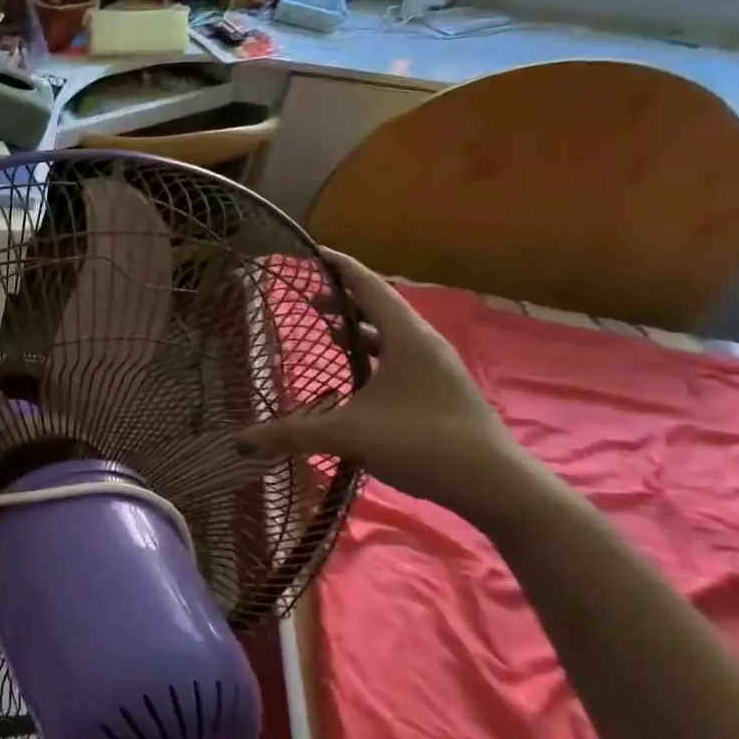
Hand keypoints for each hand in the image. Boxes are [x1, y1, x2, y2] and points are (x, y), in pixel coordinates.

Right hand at [243, 251, 535, 518]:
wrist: (496, 486)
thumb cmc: (423, 443)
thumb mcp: (349, 436)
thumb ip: (293, 433)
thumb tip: (242, 440)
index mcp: (407, 338)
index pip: (371, 287)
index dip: (342, 267)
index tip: (315, 253)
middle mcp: (424, 344)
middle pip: (381, 306)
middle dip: (345, 299)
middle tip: (309, 299)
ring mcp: (437, 367)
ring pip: (392, 332)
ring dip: (360, 326)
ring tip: (328, 329)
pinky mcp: (440, 388)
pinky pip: (401, 354)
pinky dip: (374, 350)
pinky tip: (358, 371)